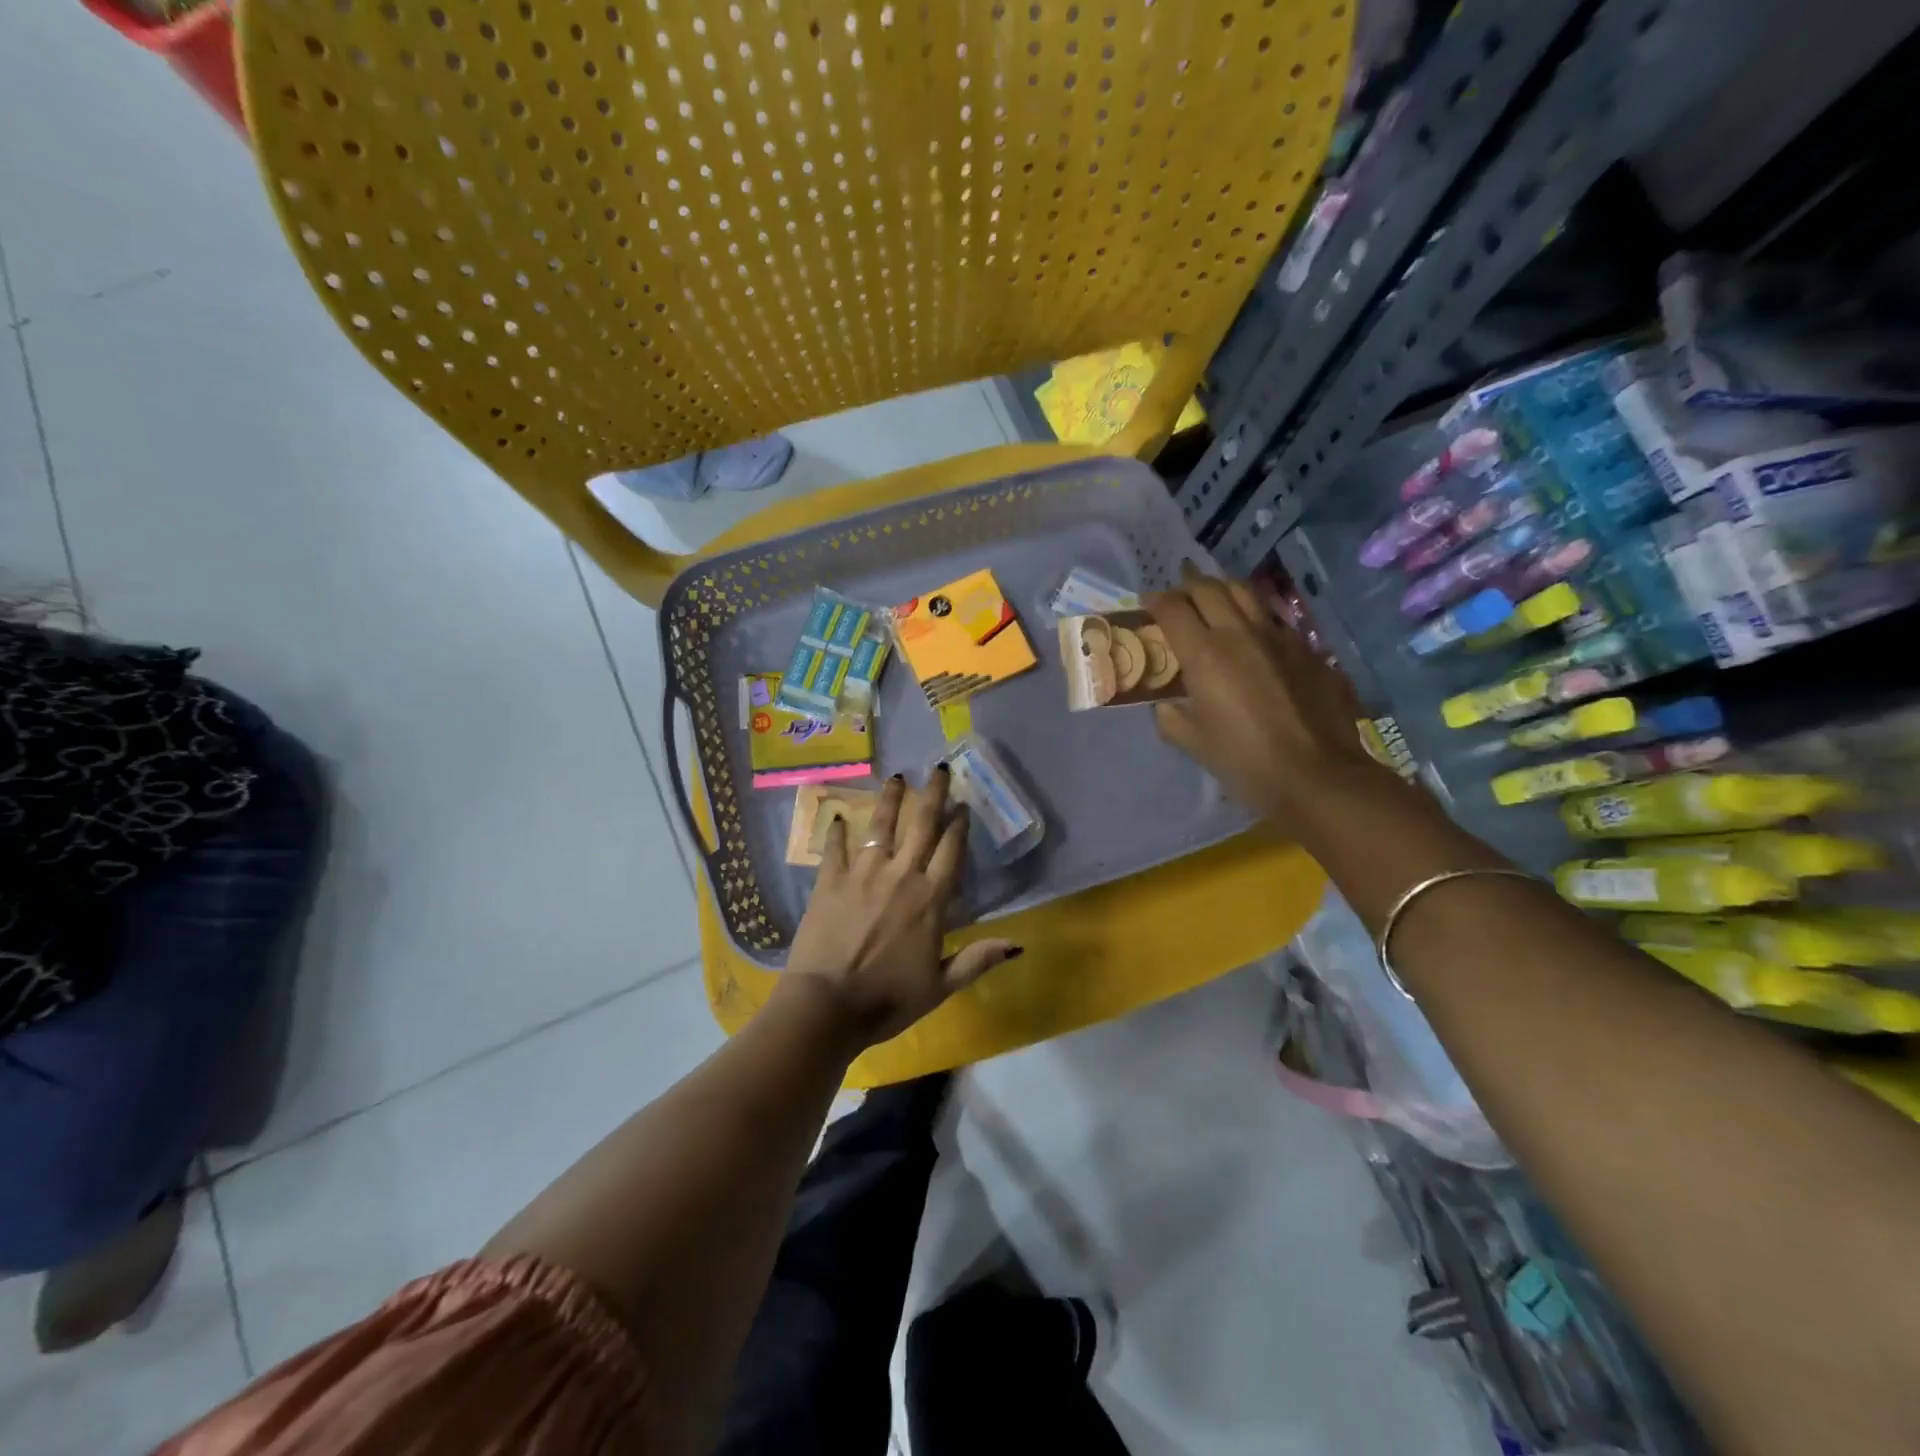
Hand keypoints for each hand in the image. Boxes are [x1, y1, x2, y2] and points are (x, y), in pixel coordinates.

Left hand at [786, 770, 1019, 1047]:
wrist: (828, 1005)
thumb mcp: (940, 986)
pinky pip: (836, 848)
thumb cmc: (888, 999)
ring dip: (891, 799)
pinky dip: (838, 832)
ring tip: (897, 777)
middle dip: (933, 795)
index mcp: (931, 899)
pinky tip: (840, 817)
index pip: (952, 850)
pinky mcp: (831, 880)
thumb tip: (1018, 945)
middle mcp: (902, 875)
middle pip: (922, 825)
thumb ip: (976, 960)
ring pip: (882, 826)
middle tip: (939, 769)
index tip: (963, 804)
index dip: (959, 825)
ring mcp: (863, 873)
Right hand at [1146, 564, 1390, 837]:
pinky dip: (1252, 614)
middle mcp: (1240, 633)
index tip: (1146, 604)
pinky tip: (1251, 632)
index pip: (1172, 609)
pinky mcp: (1306, 648)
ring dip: (1221, 588)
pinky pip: (1272, 617)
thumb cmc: (1245, 762)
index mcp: (1205, 655)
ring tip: (1212, 595)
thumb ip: (1171, 716)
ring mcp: (1278, 636)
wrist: (1317, 775)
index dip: (1155, 601)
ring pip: (1245, 592)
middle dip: (1187, 585)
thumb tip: (1167, 703)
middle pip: (1208, 589)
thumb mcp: (1193, 743)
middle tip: (1177, 593)